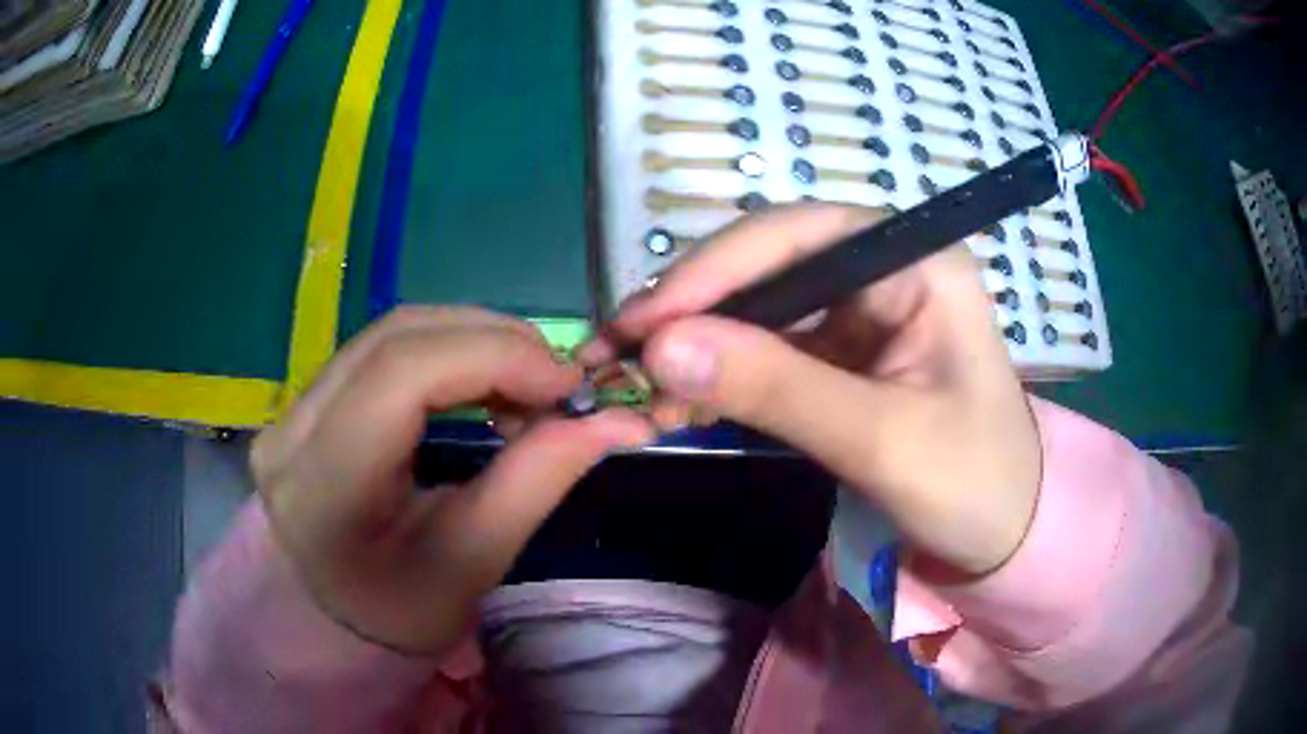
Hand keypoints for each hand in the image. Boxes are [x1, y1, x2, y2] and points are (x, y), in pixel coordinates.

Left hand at [251, 307, 651, 652]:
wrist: (334, 617)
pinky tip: (480, 383)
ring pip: (391, 333)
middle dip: (492, 341)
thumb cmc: (400, 611)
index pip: (402, 373)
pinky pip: (382, 349)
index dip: (493, 356)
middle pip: (397, 337)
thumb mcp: (472, 564)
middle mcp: (292, 429)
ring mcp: (292, 408)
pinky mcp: (306, 401)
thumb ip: (538, 481)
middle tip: (556, 383)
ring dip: (472, 341)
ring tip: (525, 383)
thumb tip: (620, 421)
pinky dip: (446, 352)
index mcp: (323, 485)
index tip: (567, 383)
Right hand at [585, 206, 1039, 576]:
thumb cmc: (974, 483)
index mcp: (917, 263)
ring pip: (758, 307)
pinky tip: (676, 401)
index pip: (799, 235)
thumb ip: (778, 389)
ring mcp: (859, 312)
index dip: (714, 269)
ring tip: (632, 382)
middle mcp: (883, 270)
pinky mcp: (840, 354)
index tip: (643, 321)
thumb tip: (660, 347)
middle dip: (692, 308)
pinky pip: (766, 349)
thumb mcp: (882, 440)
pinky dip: (718, 374)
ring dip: (695, 344)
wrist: (1004, 534)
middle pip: (768, 266)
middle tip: (618, 353)